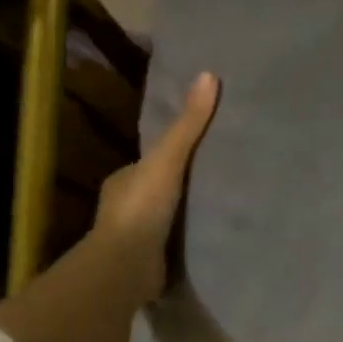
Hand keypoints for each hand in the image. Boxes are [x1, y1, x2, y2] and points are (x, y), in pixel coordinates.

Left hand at [91, 71, 220, 306]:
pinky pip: (170, 245)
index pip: (149, 161)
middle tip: (215, 179)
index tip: (198, 152)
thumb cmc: (142, 207)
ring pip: (163, 218)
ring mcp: (134, 238)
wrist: (126, 266)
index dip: (170, 155)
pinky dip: (183, 241)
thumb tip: (209, 75)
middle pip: (158, 189)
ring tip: (219, 208)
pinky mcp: (147, 263)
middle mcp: (123, 206)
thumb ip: (189, 125)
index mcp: (123, 180)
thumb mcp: (168, 158)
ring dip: (183, 215)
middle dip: (178, 187)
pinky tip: (208, 239)